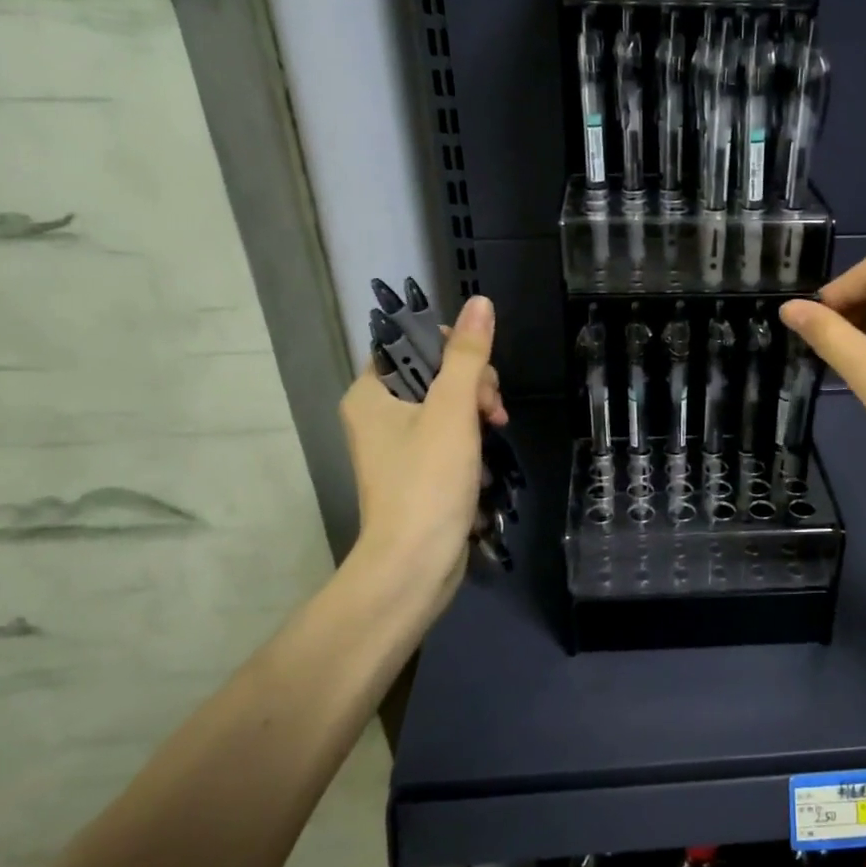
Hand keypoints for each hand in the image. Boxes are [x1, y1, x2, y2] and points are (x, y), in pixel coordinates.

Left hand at [336, 294, 507, 620]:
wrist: (414, 564)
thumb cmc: (428, 481)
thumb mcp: (453, 410)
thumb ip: (467, 355)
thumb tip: (480, 302)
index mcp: (371, 392)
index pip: (411, 343)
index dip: (452, 349)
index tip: (479, 375)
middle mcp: (375, 414)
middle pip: (434, 374)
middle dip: (473, 386)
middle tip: (492, 414)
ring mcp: (394, 446)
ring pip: (446, 407)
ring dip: (477, 415)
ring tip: (495, 437)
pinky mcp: (414, 472)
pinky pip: (446, 438)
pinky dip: (469, 443)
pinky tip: (485, 462)